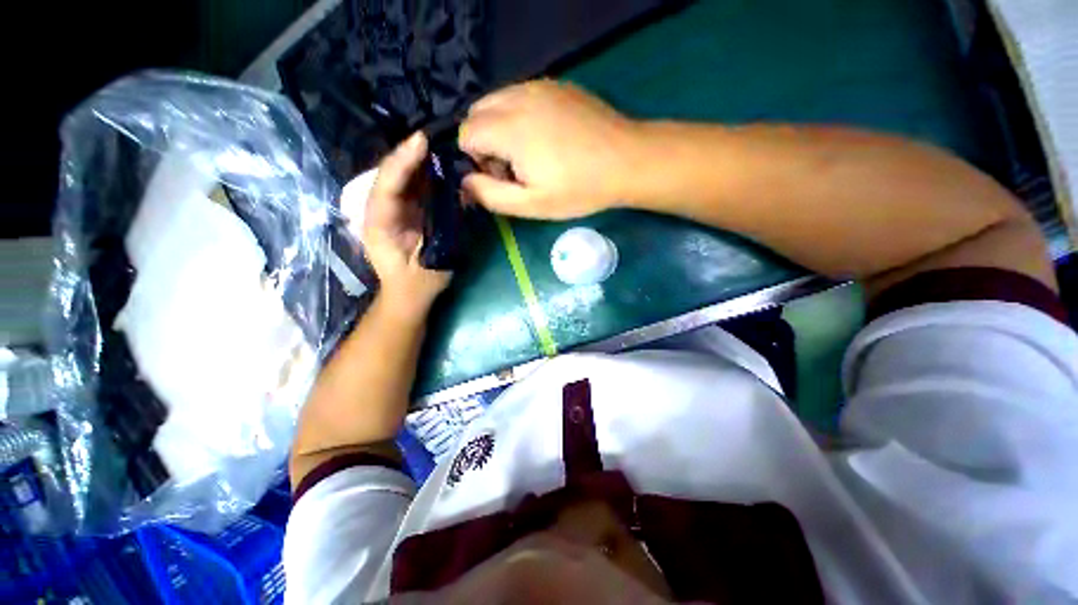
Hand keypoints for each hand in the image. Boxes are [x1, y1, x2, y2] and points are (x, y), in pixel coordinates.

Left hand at [359, 132, 451, 315]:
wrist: (407, 296)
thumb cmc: (418, 285)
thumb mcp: (432, 264)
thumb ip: (442, 232)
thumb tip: (457, 199)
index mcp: (379, 226)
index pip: (386, 187)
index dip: (402, 162)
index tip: (421, 141)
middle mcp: (379, 212)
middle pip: (390, 176)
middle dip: (409, 154)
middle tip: (437, 136)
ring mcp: (390, 211)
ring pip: (400, 178)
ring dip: (418, 160)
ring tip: (440, 144)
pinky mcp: (401, 213)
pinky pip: (410, 188)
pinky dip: (423, 174)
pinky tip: (439, 164)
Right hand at [460, 79, 644, 219]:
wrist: (627, 161)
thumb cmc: (579, 189)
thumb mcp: (531, 204)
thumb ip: (491, 195)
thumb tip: (465, 181)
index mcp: (509, 128)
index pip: (465, 133)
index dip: (474, 158)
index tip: (499, 177)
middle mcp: (518, 97)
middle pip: (477, 112)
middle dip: (483, 140)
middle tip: (513, 167)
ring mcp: (540, 86)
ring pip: (498, 100)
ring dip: (500, 126)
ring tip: (529, 152)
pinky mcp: (557, 85)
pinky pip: (521, 95)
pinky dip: (519, 115)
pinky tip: (545, 137)